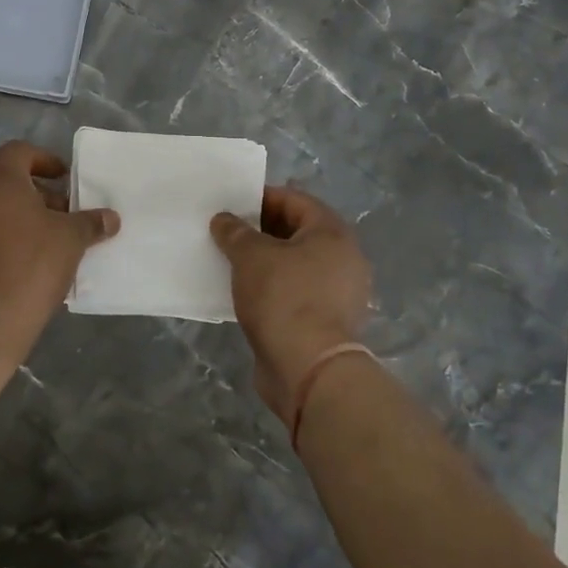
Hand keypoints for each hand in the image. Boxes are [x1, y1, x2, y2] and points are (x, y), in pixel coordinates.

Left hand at [0, 141, 118, 346]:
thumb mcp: (71, 239)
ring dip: (11, 212)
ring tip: (39, 236)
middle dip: (31, 190)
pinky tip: (15, 257)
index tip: (65, 180)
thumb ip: (90, 222)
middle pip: (1, 177)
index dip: (46, 162)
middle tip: (58, 211)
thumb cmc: (32, 264)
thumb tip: (111, 218)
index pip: (21, 152)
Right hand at [210, 187, 372, 424]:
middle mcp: (343, 259)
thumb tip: (224, 220)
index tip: (232, 204)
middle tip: (227, 232)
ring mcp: (338, 293)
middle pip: (297, 232)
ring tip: (231, 261)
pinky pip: (295, 292)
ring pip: (296, 265)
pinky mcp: (326, 322)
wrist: (308, 370)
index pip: (296, 200)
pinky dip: (273, 288)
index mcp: (332, 233)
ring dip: (266, 261)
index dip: (263, 198)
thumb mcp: (251, 256)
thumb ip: (235, 232)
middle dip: (262, 230)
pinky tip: (245, 292)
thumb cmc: (284, 298)